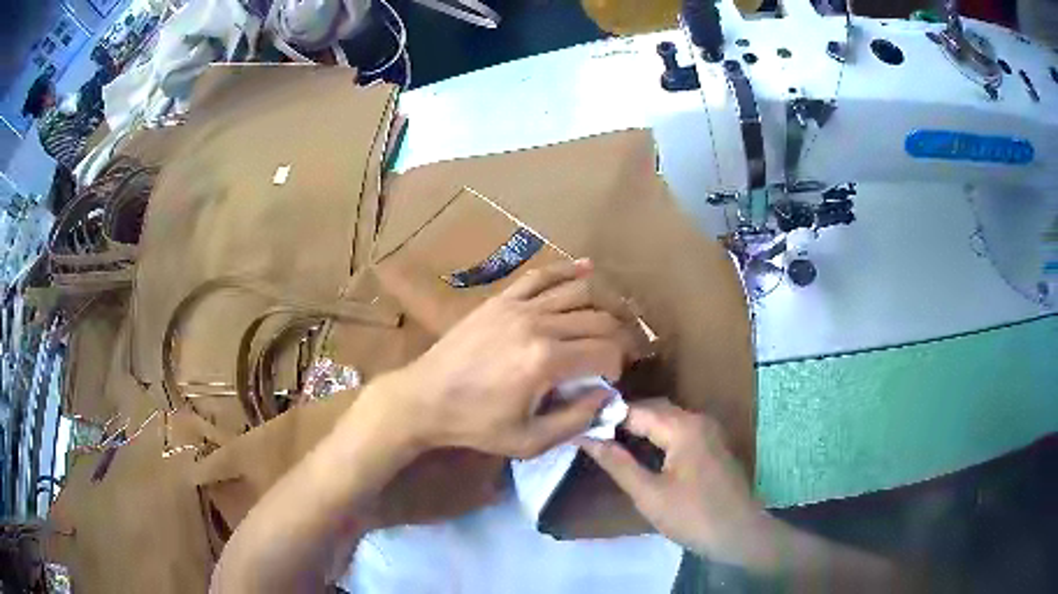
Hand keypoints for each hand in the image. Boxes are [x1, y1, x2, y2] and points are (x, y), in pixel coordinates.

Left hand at [381, 259, 641, 458]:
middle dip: (621, 334)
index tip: (612, 380)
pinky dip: (569, 270)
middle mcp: (537, 325)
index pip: (605, 352)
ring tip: (617, 316)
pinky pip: (541, 275)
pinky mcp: (501, 299)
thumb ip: (576, 420)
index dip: (618, 366)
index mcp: (545, 362)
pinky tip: (588, 268)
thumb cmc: (476, 424)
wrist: (425, 398)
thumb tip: (606, 396)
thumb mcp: (529, 441)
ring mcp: (518, 306)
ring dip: (605, 302)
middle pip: (598, 319)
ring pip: (578, 291)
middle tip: (625, 350)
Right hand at [578, 400, 766, 565]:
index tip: (578, 425)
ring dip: (638, 427)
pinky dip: (656, 435)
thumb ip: (618, 464)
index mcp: (684, 427)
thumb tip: (587, 438)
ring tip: (607, 442)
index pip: (636, 410)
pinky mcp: (712, 445)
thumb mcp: (649, 495)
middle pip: (653, 409)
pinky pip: (678, 430)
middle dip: (622, 419)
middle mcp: (698, 420)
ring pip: (666, 419)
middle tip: (590, 434)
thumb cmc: (693, 517)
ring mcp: (708, 431)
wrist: (740, 534)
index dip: (606, 417)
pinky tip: (639, 452)